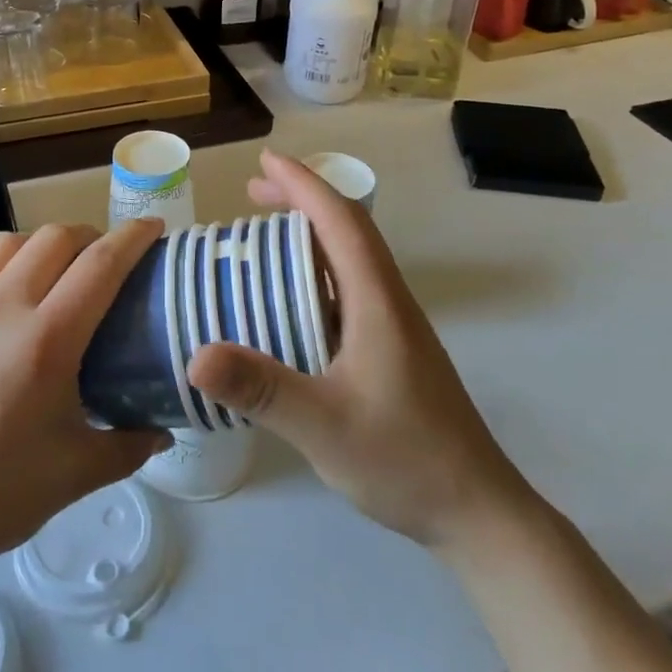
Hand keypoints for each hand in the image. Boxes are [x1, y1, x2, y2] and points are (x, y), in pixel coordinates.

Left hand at [0, 221, 168, 584]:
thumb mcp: (75, 475)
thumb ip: (129, 446)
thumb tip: (164, 431)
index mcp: (46, 342)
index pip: (101, 265)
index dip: (133, 237)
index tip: (153, 227)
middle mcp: (0, 308)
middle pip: (55, 238)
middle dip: (88, 237)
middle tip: (101, 261)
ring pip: (4, 242)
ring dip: (37, 246)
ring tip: (46, 271)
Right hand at [187, 150, 542, 553]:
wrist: (477, 509)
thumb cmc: (405, 459)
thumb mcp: (323, 425)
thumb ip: (261, 389)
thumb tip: (195, 356)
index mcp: (377, 301)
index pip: (341, 221)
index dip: (304, 184)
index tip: (265, 162)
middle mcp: (388, 301)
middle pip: (348, 230)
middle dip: (303, 200)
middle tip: (252, 193)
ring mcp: (394, 326)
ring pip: (351, 259)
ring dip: (310, 234)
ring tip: (264, 235)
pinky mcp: (392, 349)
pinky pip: (349, 289)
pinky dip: (315, 272)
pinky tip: (290, 300)